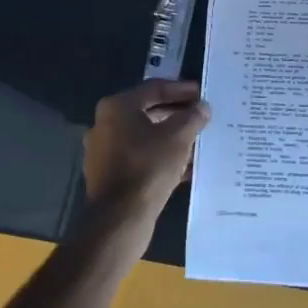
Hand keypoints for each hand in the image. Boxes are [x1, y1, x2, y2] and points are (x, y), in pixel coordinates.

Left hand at [83, 79, 211, 227]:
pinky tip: (186, 165)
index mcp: (117, 107)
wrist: (120, 218)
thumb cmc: (148, 166)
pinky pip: (141, 158)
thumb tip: (202, 108)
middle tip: (201, 115)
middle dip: (177, 114)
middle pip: (148, 111)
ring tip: (198, 140)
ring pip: (146, 137)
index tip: (202, 93)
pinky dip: (162, 157)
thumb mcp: (178, 137)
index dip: (181, 89)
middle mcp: (105, 125)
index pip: (154, 88)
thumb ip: (192, 117)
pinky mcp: (110, 175)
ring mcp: (105, 151)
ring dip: (172, 137)